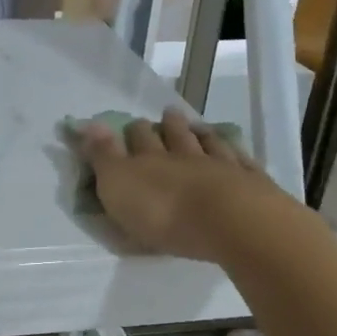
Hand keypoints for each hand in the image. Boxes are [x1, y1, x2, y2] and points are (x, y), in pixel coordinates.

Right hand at [75, 109, 289, 263]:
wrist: (230, 221)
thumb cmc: (164, 212)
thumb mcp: (118, 186)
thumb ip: (103, 156)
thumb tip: (86, 123)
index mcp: (149, 160)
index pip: (137, 139)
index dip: (132, 132)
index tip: (130, 124)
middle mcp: (184, 155)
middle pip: (174, 136)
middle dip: (167, 126)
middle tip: (166, 115)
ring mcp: (220, 165)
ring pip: (207, 143)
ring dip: (199, 133)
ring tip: (196, 126)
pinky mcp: (250, 181)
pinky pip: (240, 161)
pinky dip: (234, 152)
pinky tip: (234, 150)